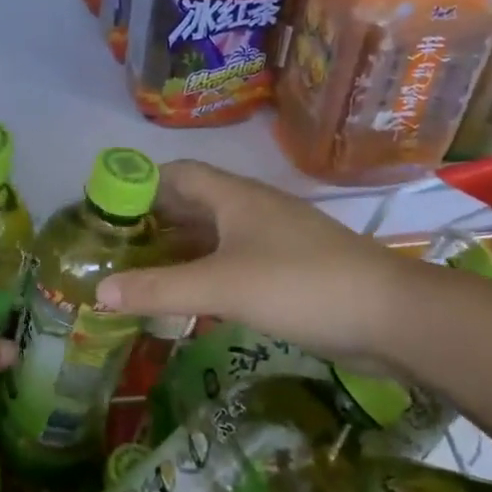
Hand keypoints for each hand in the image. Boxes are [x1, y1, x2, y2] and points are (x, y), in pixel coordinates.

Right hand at [96, 161, 413, 358]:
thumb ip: (159, 288)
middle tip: (113, 248)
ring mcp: (273, 240)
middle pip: (191, 204)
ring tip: (140, 273)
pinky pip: (232, 262)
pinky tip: (188, 298)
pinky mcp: (288, 270)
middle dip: (152, 222)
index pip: (176, 174)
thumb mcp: (221, 286)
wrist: (393, 317)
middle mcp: (251, 210)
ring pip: (213, 236)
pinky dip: (204, 273)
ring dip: (178, 250)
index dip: (139, 184)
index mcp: (234, 197)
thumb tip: (98, 292)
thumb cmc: (301, 285)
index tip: (105, 210)